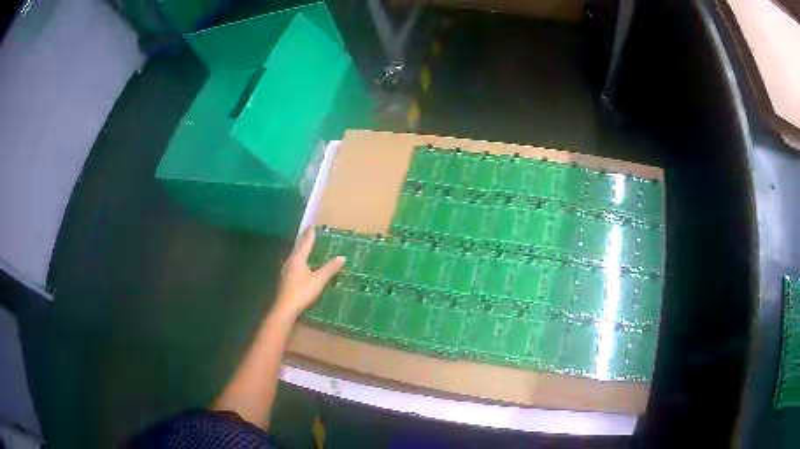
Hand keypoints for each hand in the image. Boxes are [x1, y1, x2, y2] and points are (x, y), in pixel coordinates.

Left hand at [271, 228, 344, 320]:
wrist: (285, 308)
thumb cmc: (302, 292)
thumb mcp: (319, 280)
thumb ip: (330, 268)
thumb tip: (342, 257)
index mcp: (298, 258)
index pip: (305, 242)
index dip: (310, 233)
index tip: (313, 225)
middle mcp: (290, 261)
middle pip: (298, 247)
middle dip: (305, 240)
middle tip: (311, 233)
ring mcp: (286, 270)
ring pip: (295, 255)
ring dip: (302, 250)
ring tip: (308, 246)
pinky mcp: (286, 278)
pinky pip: (294, 263)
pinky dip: (300, 259)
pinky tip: (303, 264)